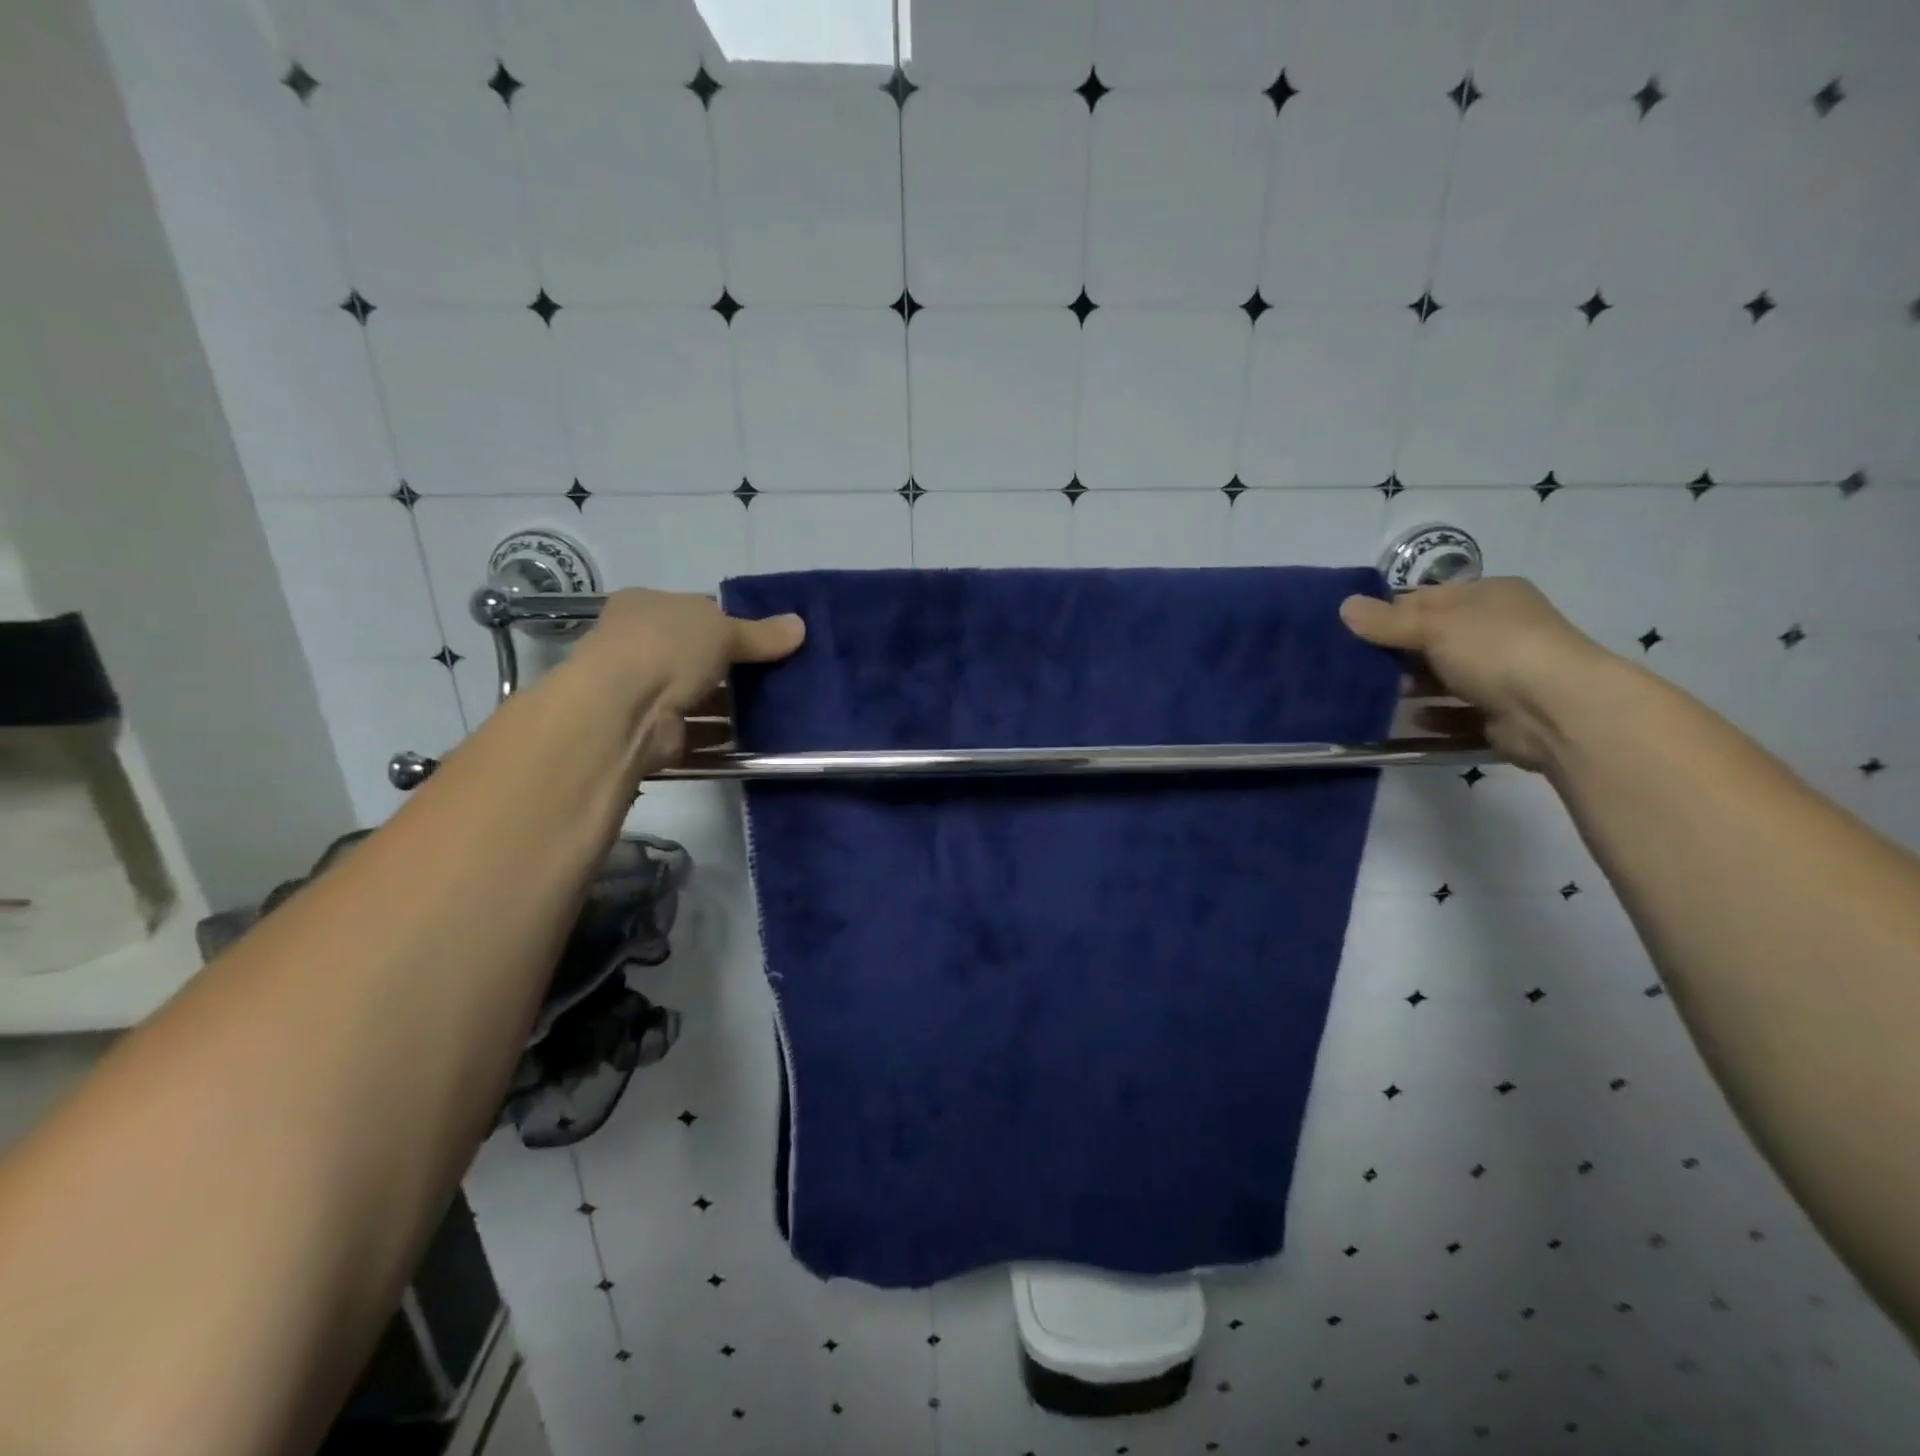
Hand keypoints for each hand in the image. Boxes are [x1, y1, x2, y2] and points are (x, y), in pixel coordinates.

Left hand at [570, 588, 803, 761]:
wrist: (623, 710)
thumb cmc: (667, 648)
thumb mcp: (723, 630)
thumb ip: (762, 634)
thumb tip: (800, 626)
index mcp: (645, 607)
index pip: (693, 611)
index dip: (729, 623)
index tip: (765, 639)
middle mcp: (636, 646)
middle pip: (694, 656)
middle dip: (732, 668)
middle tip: (776, 676)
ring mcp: (640, 692)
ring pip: (695, 697)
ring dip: (728, 706)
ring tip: (774, 709)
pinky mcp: (651, 733)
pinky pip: (694, 734)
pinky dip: (720, 738)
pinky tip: (753, 740)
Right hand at [1339, 578, 1610, 771]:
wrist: (1558, 710)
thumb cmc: (1495, 650)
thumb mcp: (1432, 625)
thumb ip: (1385, 620)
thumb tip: (1344, 606)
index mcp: (1490, 596)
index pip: (1429, 598)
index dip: (1391, 612)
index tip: (1355, 630)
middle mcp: (1500, 630)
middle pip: (1435, 638)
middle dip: (1398, 652)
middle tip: (1359, 666)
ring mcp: (1505, 672)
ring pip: (1446, 676)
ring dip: (1414, 686)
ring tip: (1379, 695)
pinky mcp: (1502, 712)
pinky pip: (1458, 713)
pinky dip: (1435, 716)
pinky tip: (1412, 720)